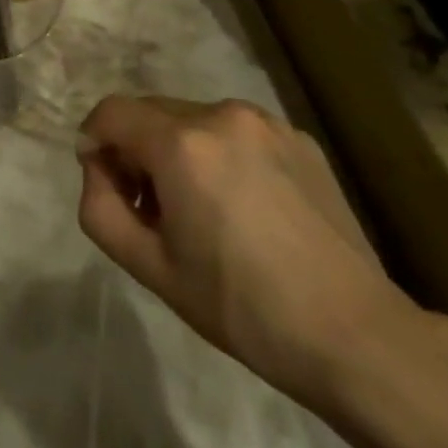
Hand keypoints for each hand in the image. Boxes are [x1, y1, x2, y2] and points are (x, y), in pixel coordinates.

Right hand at [77, 96, 417, 408]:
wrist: (353, 334)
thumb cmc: (239, 305)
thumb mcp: (148, 266)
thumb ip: (100, 206)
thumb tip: (98, 167)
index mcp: (182, 143)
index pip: (111, 113)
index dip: (94, 142)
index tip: (105, 184)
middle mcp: (222, 115)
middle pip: (151, 113)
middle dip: (136, 149)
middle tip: (150, 208)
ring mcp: (267, 123)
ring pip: (194, 120)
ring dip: (178, 151)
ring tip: (200, 209)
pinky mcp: (299, 139)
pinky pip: (236, 133)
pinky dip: (220, 155)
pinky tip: (243, 208)